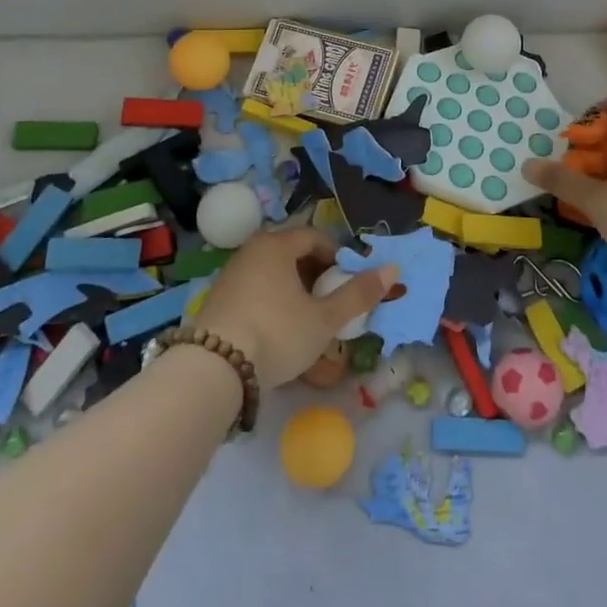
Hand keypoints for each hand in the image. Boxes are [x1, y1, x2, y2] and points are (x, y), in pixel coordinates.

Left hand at [193, 226, 397, 388]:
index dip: (337, 256)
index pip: (315, 237)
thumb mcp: (324, 319)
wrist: (213, 370)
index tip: (348, 282)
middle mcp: (251, 251)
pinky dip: (272, 302)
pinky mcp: (217, 300)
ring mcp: (230, 275)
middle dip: (316, 274)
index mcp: (277, 245)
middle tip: (331, 302)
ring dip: (294, 290)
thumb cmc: (277, 334)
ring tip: (307, 319)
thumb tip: (393, 270)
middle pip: (292, 253)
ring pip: (272, 273)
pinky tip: (277, 331)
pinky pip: (254, 291)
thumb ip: (358, 294)